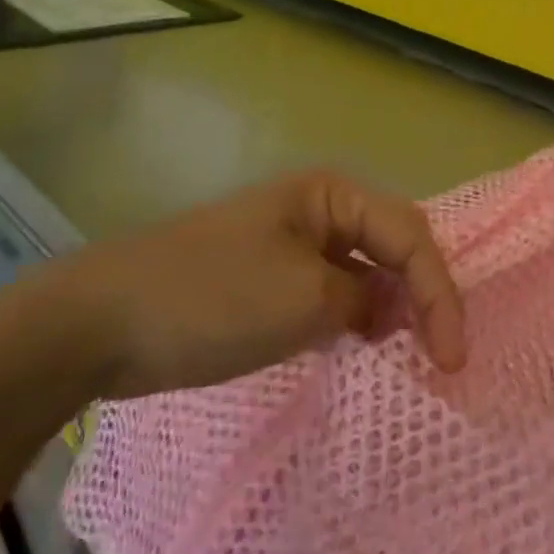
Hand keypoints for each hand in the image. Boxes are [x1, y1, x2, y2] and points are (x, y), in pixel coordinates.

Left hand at [28, 172, 464, 398]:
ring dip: (394, 310)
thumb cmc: (213, 298)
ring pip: (367, 272)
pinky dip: (357, 320)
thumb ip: (367, 301)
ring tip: (414, 358)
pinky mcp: (273, 279)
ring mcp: (294, 244)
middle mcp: (319, 209)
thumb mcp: (305, 300)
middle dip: (424, 297)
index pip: (410, 234)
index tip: (453, 358)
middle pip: (395, 247)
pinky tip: (365, 350)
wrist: (100, 322)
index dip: (440, 294)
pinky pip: (334, 293)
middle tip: (443, 356)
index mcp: (331, 194)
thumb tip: (387, 311)